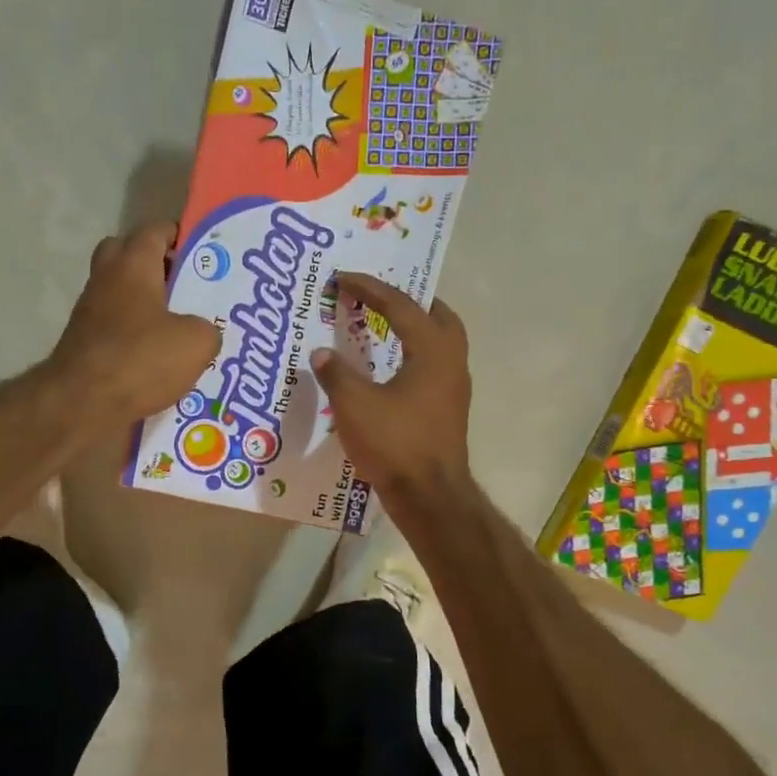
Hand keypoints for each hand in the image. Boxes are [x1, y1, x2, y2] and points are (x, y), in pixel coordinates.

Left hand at [51, 221, 220, 422]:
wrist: (83, 403)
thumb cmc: (141, 359)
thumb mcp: (196, 342)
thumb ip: (207, 329)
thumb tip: (200, 334)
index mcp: (133, 265)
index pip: (155, 231)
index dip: (178, 236)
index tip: (201, 251)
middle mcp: (106, 280)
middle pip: (126, 255)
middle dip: (154, 265)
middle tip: (184, 285)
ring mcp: (90, 313)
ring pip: (120, 295)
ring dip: (145, 305)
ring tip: (179, 329)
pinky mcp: (84, 345)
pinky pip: (115, 329)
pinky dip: (135, 337)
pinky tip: (159, 360)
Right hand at [311, 273, 474, 509]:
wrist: (430, 496)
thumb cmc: (395, 444)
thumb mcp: (355, 405)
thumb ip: (336, 374)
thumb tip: (321, 353)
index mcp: (432, 351)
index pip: (401, 306)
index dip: (370, 288)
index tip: (344, 278)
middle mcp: (451, 362)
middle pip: (439, 317)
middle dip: (410, 302)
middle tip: (381, 296)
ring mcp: (454, 389)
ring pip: (441, 343)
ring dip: (416, 329)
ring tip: (386, 326)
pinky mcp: (449, 411)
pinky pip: (435, 367)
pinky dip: (415, 355)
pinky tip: (391, 369)